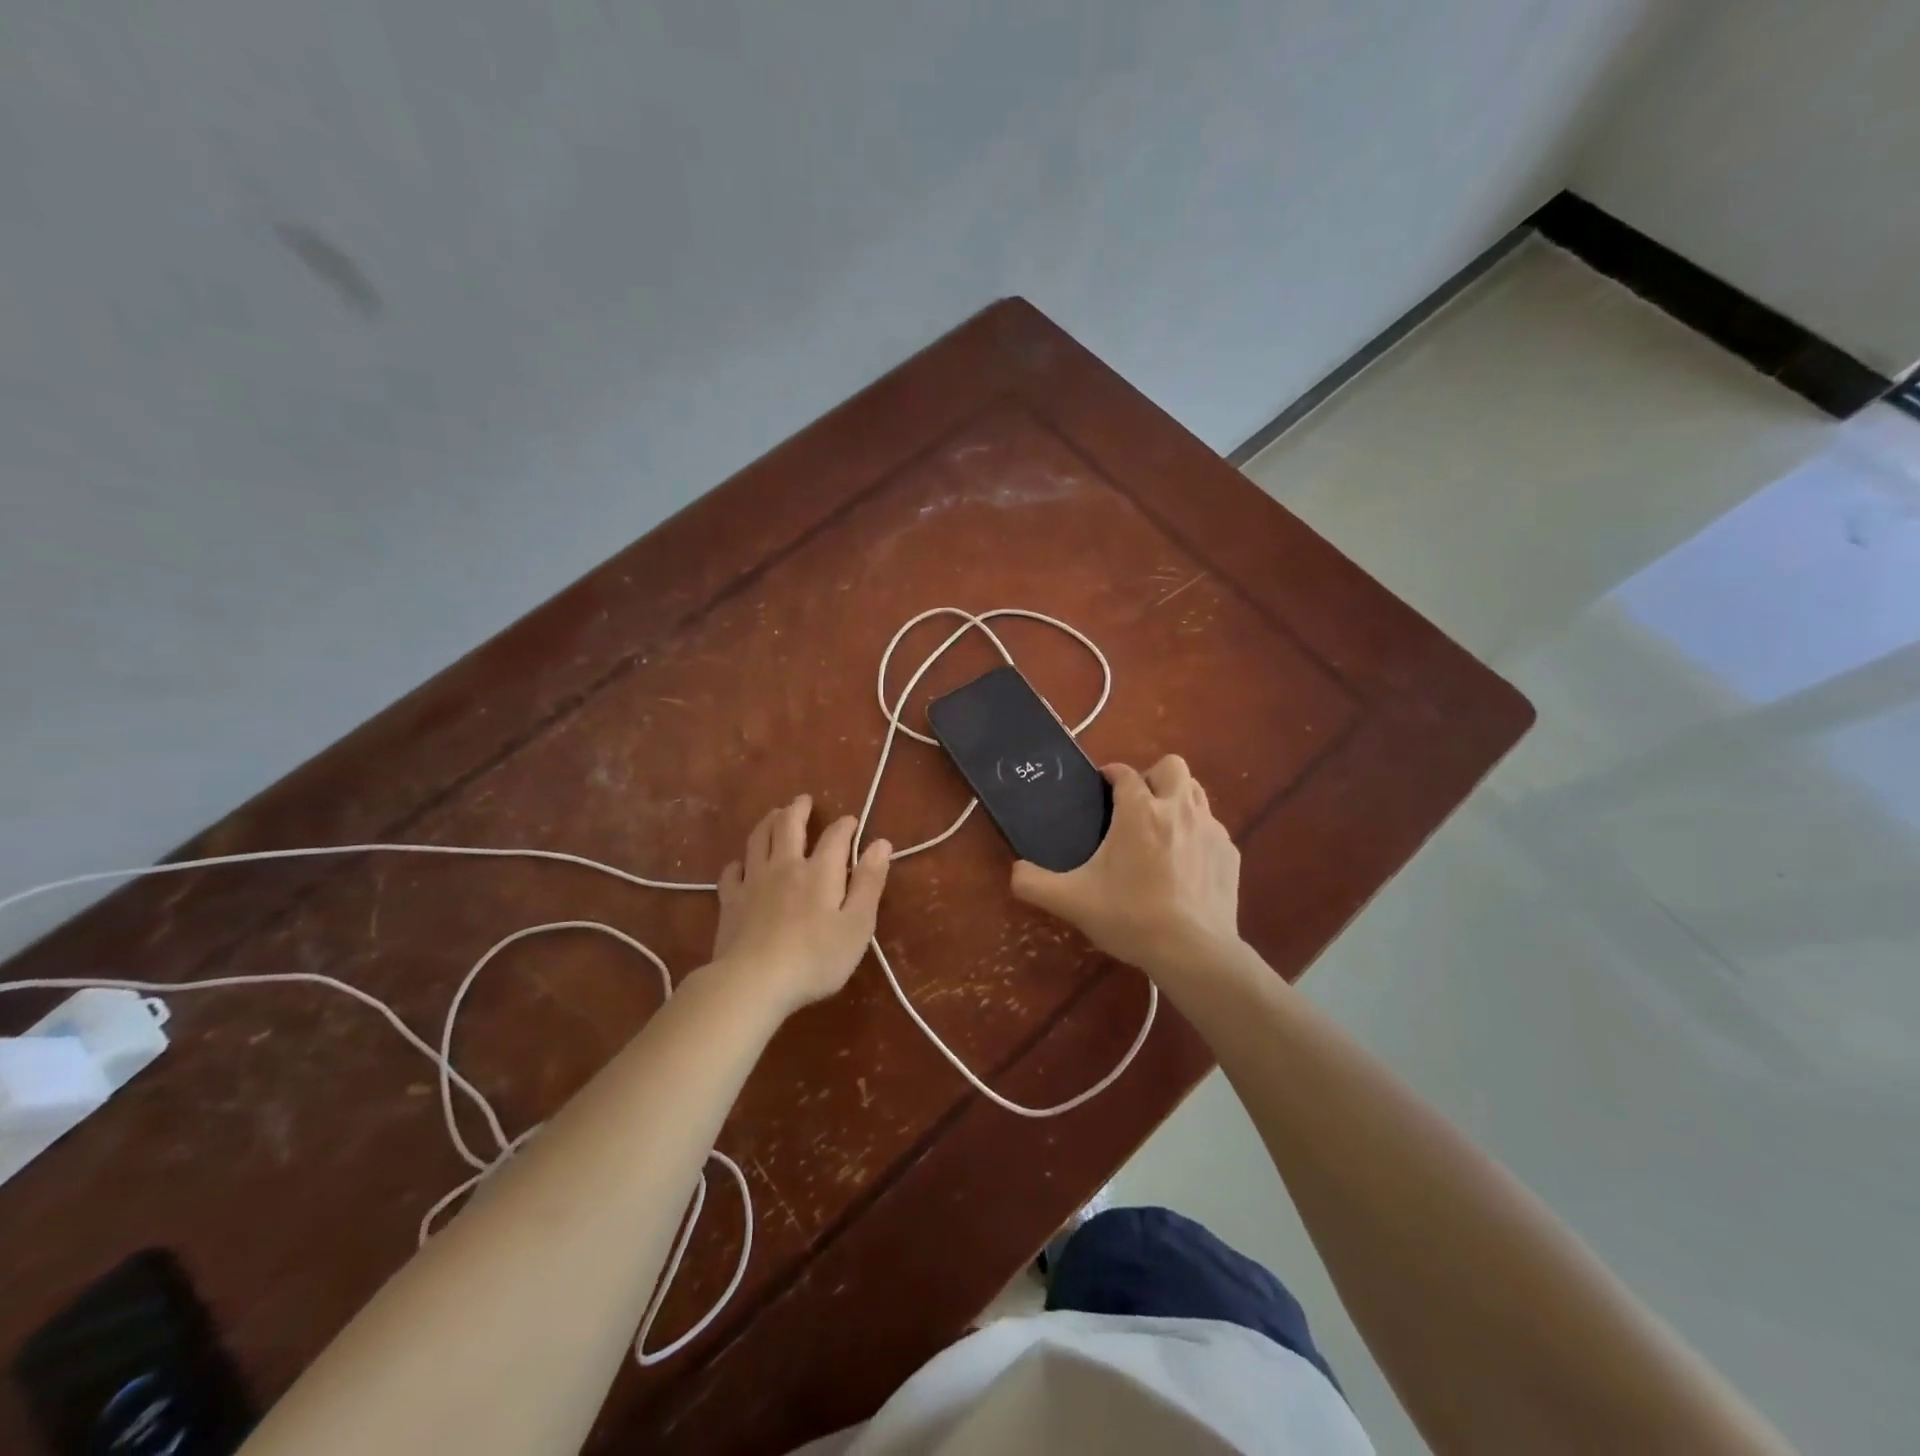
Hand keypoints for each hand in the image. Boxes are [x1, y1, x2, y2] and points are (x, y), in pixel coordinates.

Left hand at [711, 794, 890, 1012]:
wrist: (754, 982)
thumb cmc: (815, 958)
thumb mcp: (857, 925)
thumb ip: (869, 882)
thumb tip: (881, 843)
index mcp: (820, 871)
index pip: (835, 836)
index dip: (845, 825)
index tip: (851, 822)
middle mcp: (785, 866)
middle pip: (789, 825)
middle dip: (798, 809)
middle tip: (803, 800)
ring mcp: (754, 881)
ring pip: (758, 839)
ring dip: (768, 822)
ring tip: (774, 814)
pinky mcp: (730, 901)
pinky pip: (731, 872)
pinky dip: (739, 862)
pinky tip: (741, 865)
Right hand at [1010, 756, 1241, 976]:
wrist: (1193, 951)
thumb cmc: (1130, 916)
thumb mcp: (1072, 901)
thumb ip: (1034, 883)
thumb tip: (1013, 872)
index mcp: (1139, 811)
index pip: (1125, 773)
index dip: (1111, 775)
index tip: (1102, 788)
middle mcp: (1178, 809)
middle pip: (1173, 766)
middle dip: (1153, 776)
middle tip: (1137, 806)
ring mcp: (1210, 830)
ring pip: (1197, 793)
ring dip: (1178, 800)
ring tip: (1161, 831)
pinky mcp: (1230, 854)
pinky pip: (1212, 829)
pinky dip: (1197, 836)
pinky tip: (1185, 866)